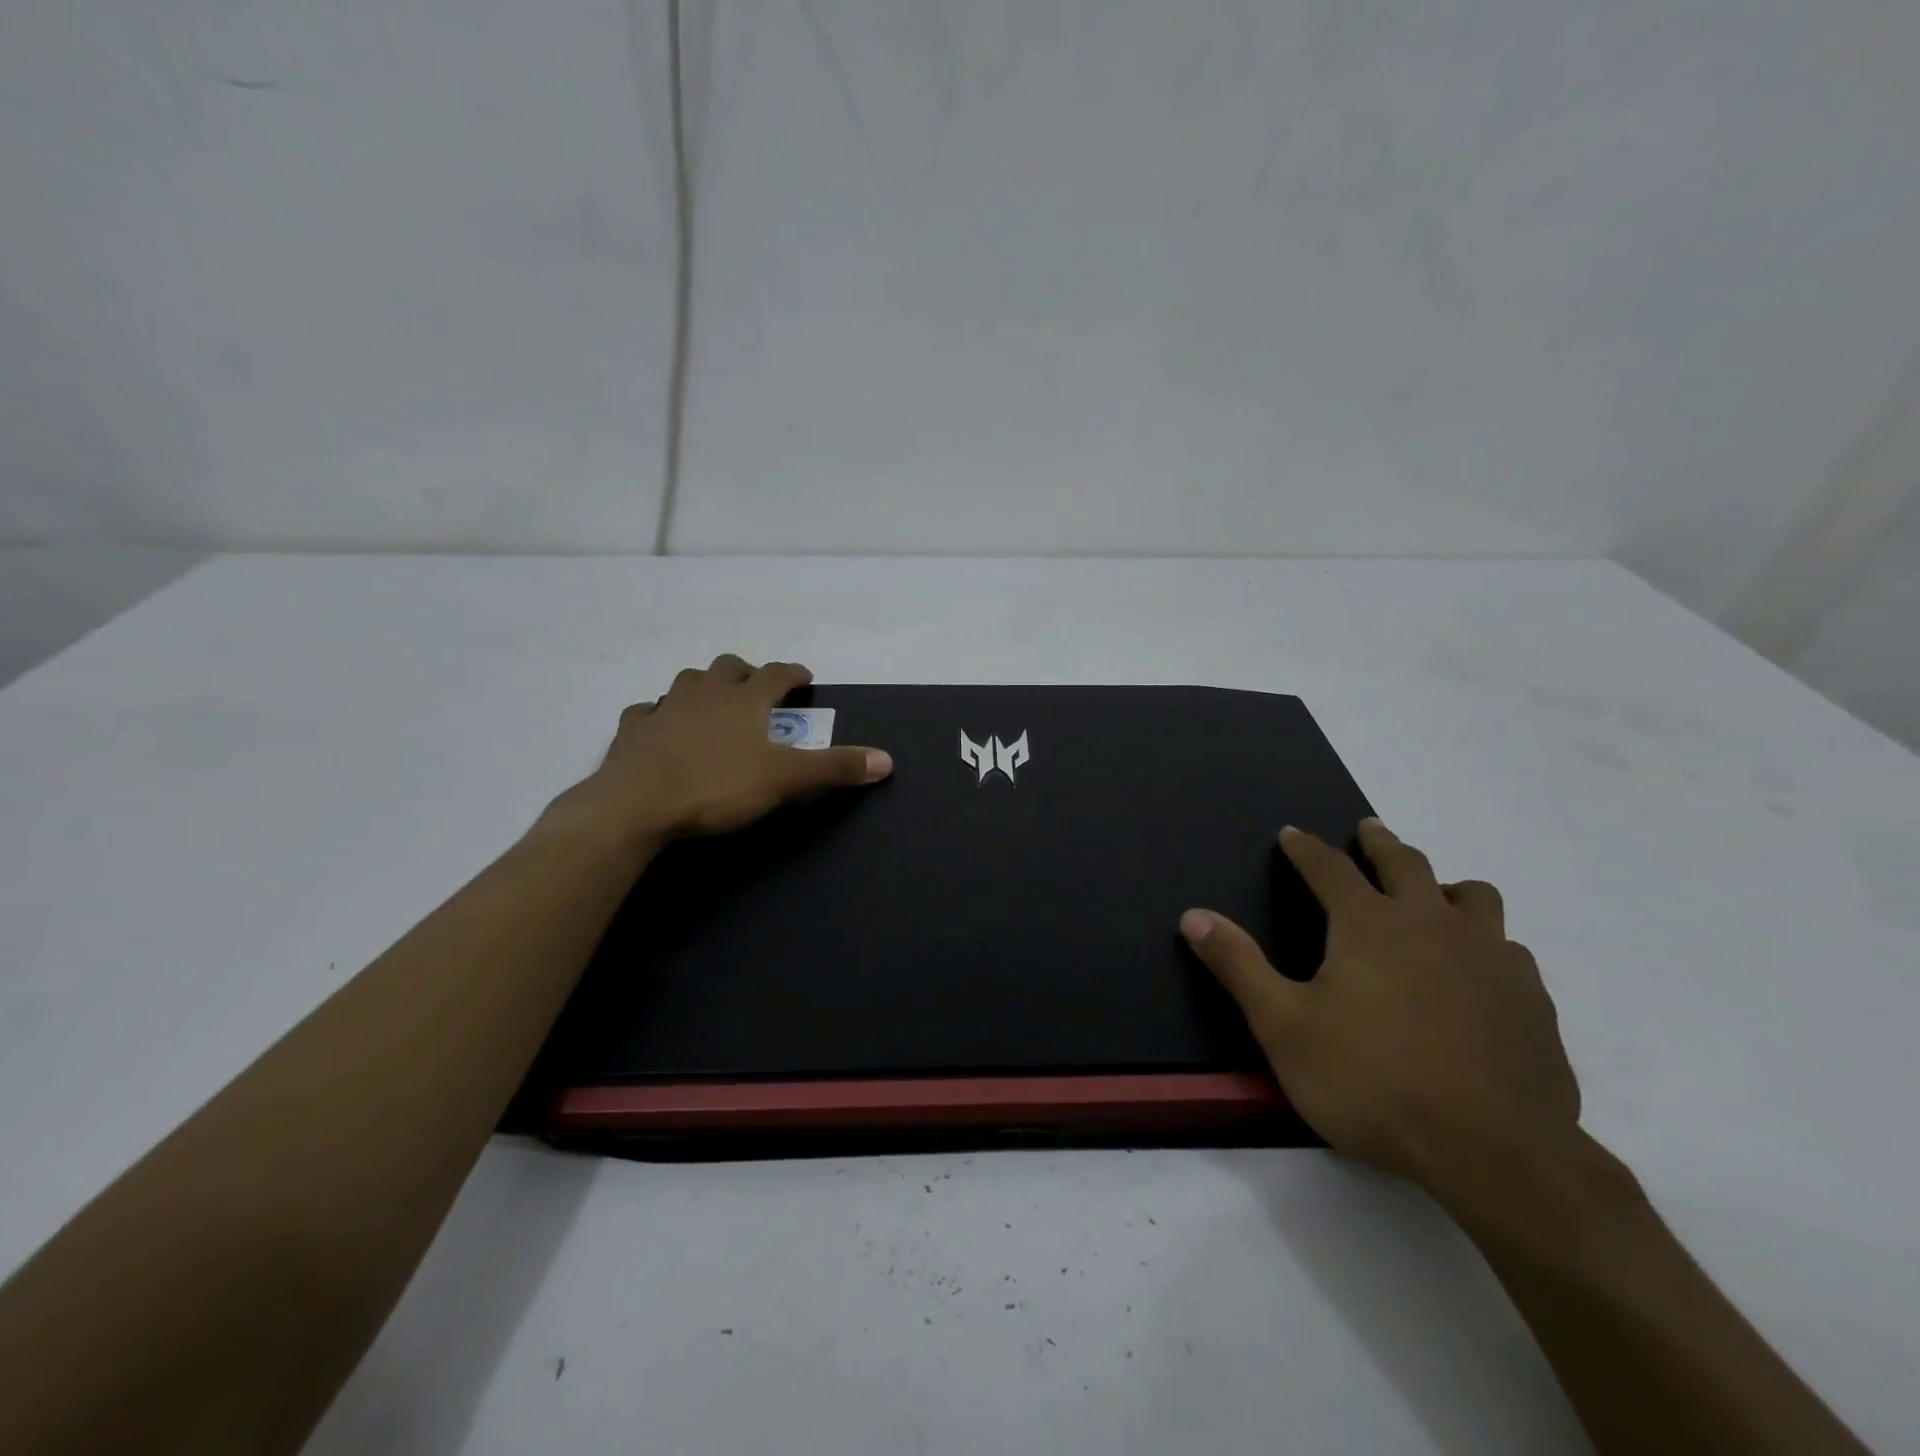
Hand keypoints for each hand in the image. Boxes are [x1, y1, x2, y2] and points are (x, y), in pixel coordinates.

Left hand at [540, 655, 891, 848]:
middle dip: (746, 672)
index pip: (776, 673)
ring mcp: (665, 708)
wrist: (637, 805)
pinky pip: (646, 711)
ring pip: (687, 681)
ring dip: (703, 686)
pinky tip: (660, 726)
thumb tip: (887, 760)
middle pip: (728, 667)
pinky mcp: (633, 730)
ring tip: (712, 703)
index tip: (804, 677)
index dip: (793, 673)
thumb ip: (834, 768)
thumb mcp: (785, 780)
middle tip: (756, 688)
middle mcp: (705, 693)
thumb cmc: (717, 786)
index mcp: (744, 700)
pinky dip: (658, 714)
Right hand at [1180, 819, 1580, 1196]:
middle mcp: (1431, 923)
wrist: (1494, 1153)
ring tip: (1431, 896)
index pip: (1329, 867)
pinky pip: (1509, 948)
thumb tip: (1193, 916)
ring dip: (1444, 886)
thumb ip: (1238, 965)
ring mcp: (1490, 957)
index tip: (1291, 834)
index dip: (1305, 847)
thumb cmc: (1372, 1082)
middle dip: (1379, 843)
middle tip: (1367, 831)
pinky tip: (1477, 970)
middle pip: (1405, 863)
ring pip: (1473, 896)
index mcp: (1368, 924)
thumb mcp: (1283, 1026)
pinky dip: (1485, 943)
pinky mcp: (1531, 998)